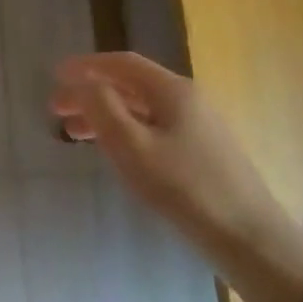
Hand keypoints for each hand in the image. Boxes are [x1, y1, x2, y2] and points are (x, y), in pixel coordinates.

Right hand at [50, 53, 302, 301]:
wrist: (248, 238)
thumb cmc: (183, 188)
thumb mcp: (131, 146)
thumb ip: (101, 107)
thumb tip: (82, 80)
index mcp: (173, 91)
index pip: (122, 63)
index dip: (86, 66)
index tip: (54, 75)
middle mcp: (189, 100)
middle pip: (131, 85)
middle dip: (91, 92)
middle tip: (57, 109)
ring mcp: (199, 126)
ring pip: (142, 108)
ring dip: (105, 113)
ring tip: (75, 133)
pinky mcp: (204, 152)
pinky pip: (154, 127)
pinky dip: (125, 130)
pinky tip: (114, 150)